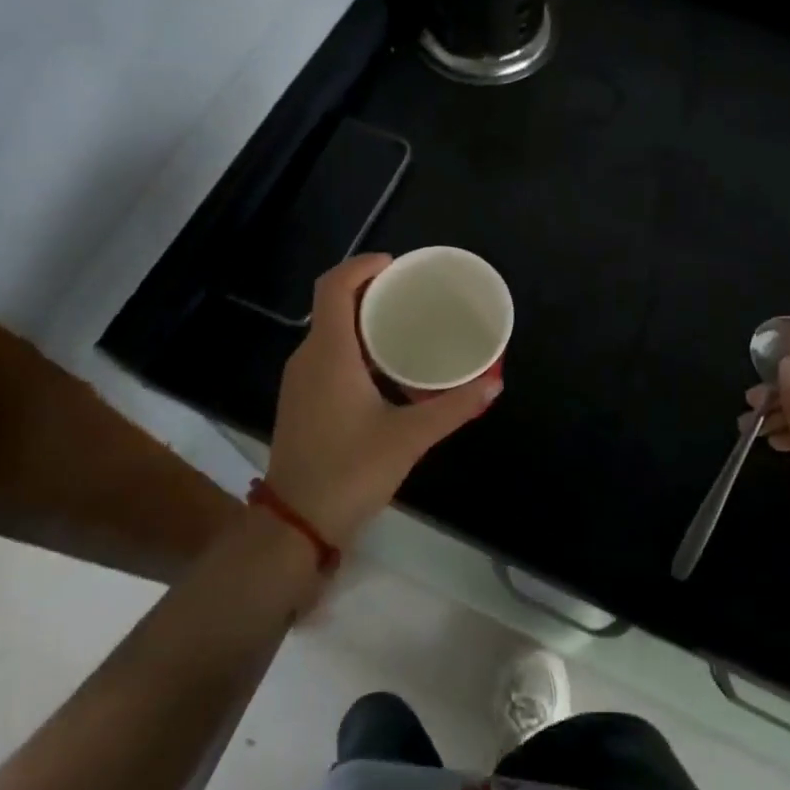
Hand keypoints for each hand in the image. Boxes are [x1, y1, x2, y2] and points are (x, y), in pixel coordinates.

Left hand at [265, 254, 501, 549]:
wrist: (295, 524)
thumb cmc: (349, 471)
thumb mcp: (408, 438)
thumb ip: (452, 408)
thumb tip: (494, 384)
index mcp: (329, 353)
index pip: (334, 287)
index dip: (362, 266)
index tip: (397, 265)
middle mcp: (308, 358)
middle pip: (333, 304)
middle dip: (370, 290)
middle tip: (413, 293)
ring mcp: (300, 381)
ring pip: (329, 331)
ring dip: (363, 319)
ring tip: (406, 323)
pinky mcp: (302, 401)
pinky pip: (328, 355)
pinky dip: (355, 345)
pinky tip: (386, 367)